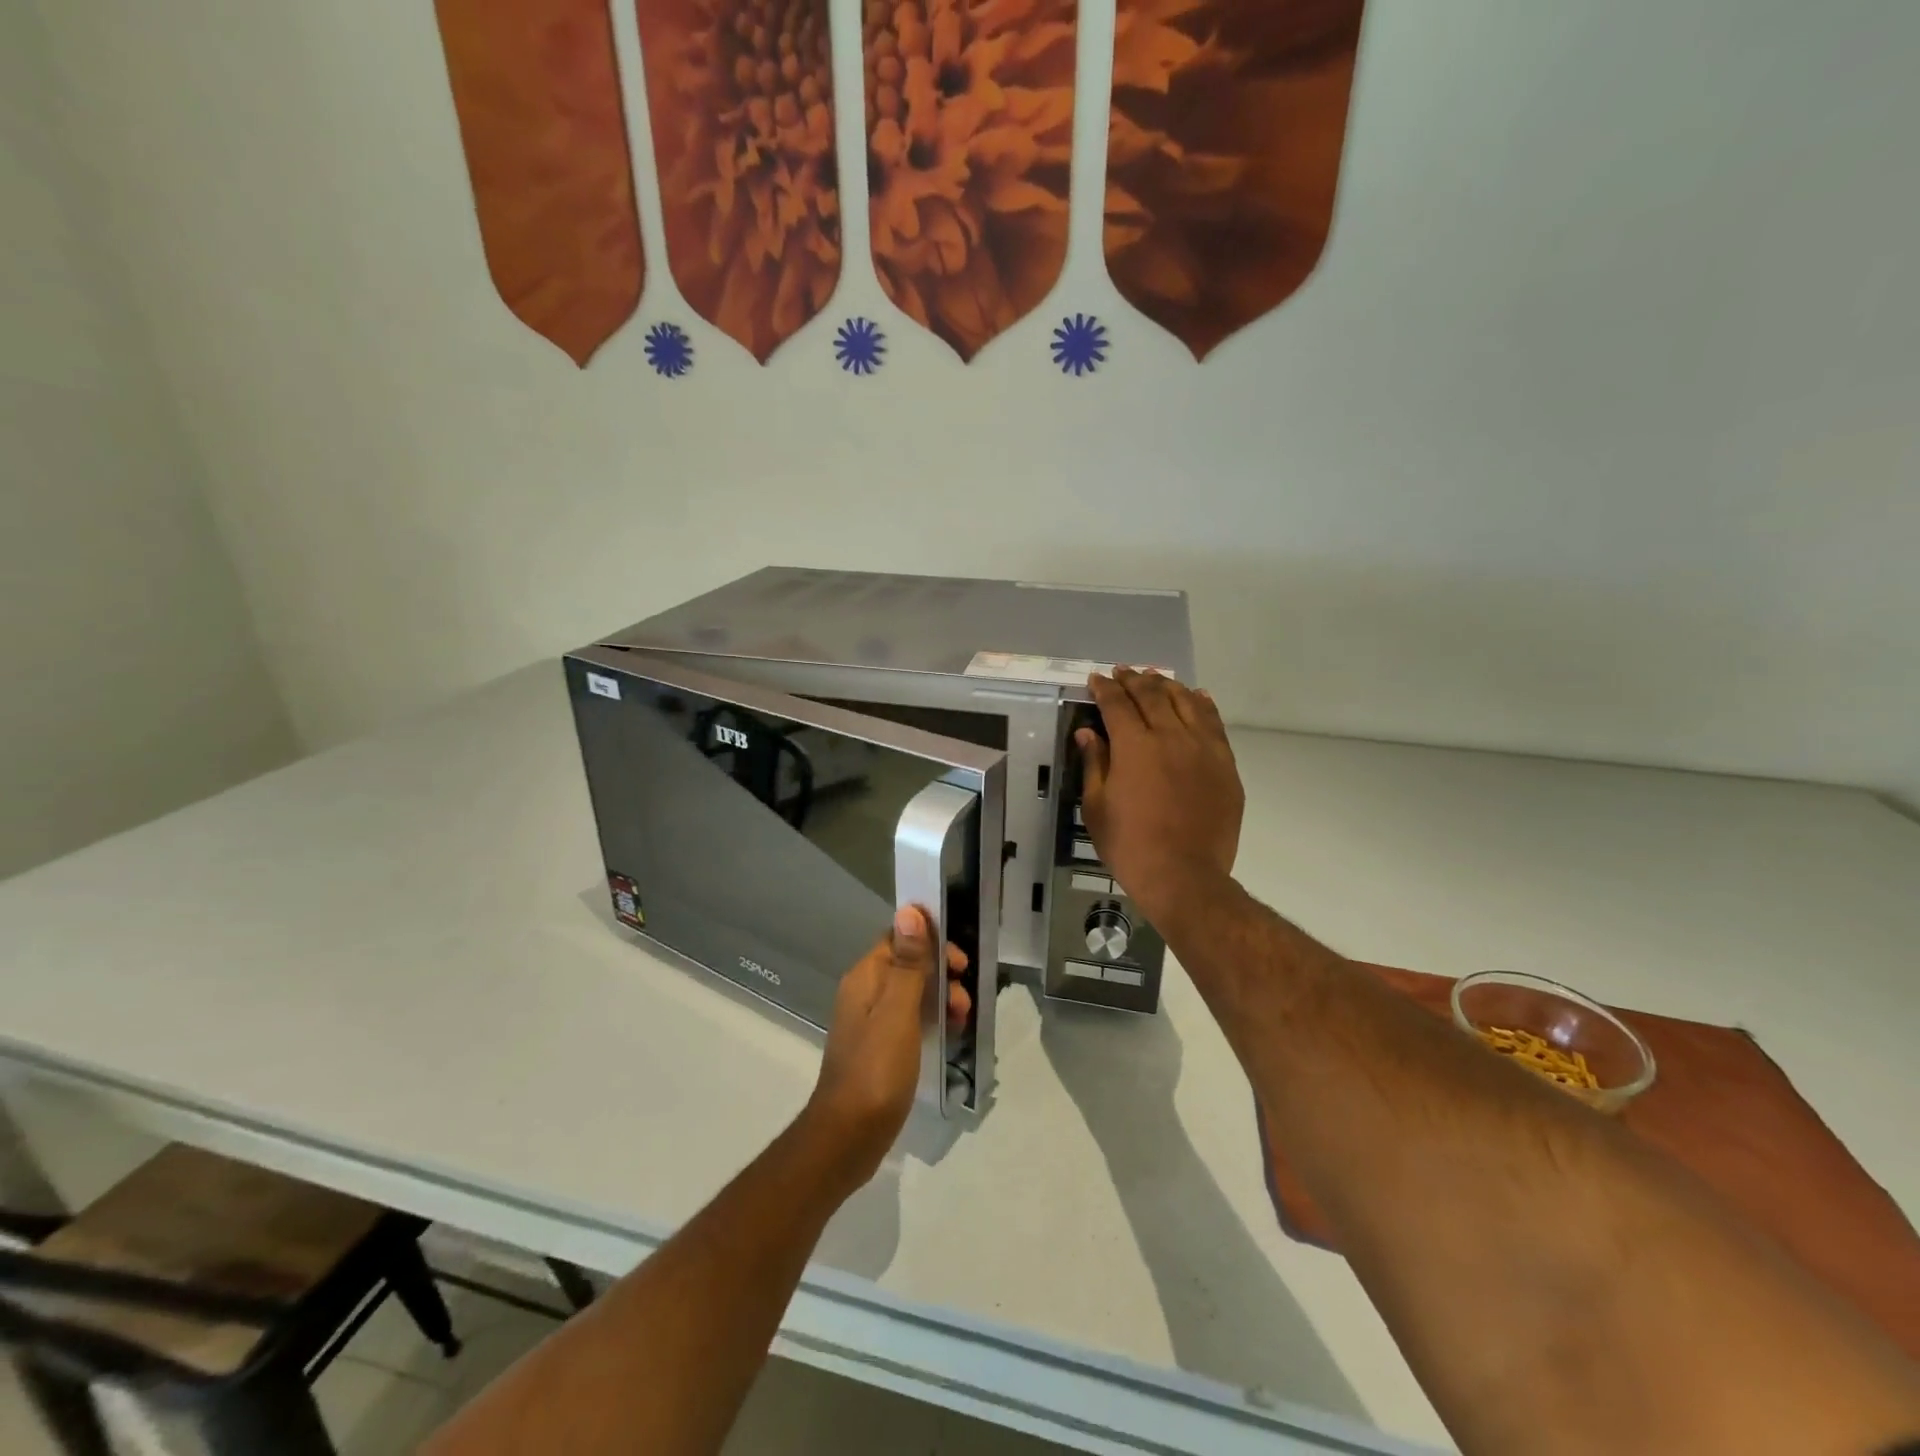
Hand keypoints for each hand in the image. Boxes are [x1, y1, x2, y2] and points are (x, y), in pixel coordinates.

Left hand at [802, 906, 968, 1191]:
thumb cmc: (876, 1069)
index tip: (960, 962)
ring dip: (940, 999)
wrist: (848, 1136)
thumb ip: (908, 962)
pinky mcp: (880, 1048)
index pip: (898, 938)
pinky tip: (950, 1036)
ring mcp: (871, 1022)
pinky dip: (931, 1021)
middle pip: (908, 965)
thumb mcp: (898, 1011)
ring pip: (912, 994)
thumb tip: (909, 910)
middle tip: (964, 999)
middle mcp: (865, 993)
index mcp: (865, 977)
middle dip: (941, 974)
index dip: (930, 941)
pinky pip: (910, 1020)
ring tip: (962, 1021)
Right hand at [1078, 668, 1243, 927]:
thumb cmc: (1130, 845)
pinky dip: (1203, 705)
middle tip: (1123, 672)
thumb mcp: (1097, 807)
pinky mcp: (1225, 765)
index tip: (1097, 678)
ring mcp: (1203, 749)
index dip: (1105, 688)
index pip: (1117, 704)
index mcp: (1134, 747)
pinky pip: (1214, 724)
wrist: (1184, 876)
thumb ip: (1094, 764)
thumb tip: (1088, 733)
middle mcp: (1170, 737)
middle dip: (1134, 680)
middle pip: (1152, 696)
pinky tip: (1197, 696)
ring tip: (1156, 678)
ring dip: (1168, 686)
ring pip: (1186, 702)